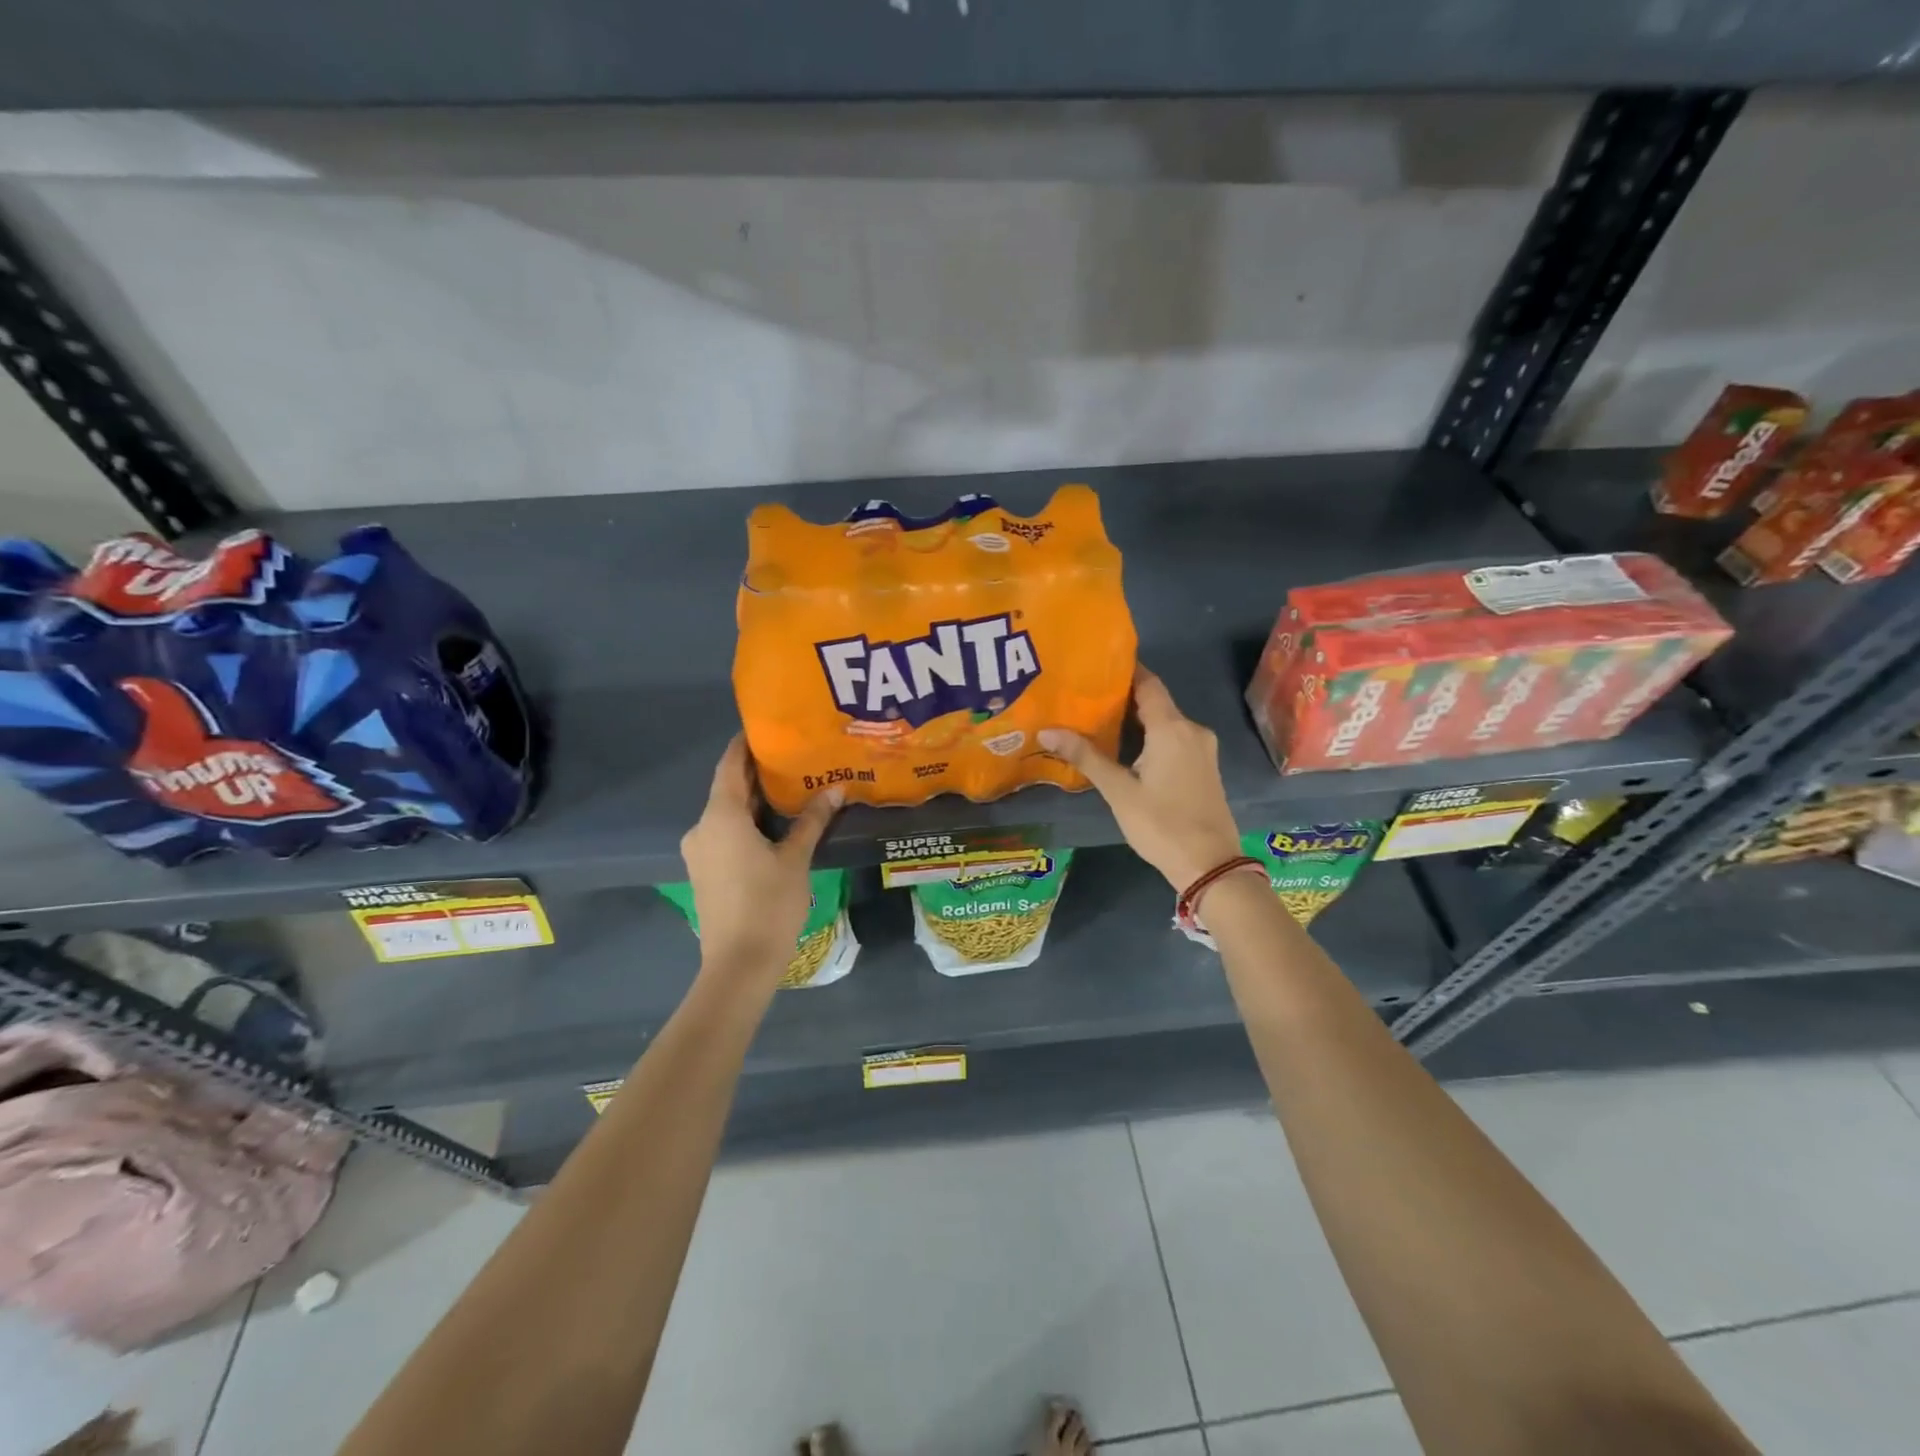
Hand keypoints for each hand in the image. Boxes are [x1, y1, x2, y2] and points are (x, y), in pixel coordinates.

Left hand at [679, 735, 840, 986]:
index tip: (769, 728)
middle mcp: (703, 827)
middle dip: (758, 773)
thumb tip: (835, 788)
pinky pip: (725, 834)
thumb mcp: (796, 858)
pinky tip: (776, 825)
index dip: (746, 744)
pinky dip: (748, 823)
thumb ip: (812, 820)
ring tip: (792, 788)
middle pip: (729, 788)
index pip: (730, 765)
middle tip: (794, 758)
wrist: (738, 965)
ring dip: (755, 801)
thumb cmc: (768, 905)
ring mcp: (700, 852)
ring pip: (728, 814)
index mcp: (721, 816)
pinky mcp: (705, 871)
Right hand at [1040, 667, 1242, 890]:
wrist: (1210, 866)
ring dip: (1136, 720)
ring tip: (1098, 721)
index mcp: (1172, 728)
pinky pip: (1174, 740)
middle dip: (1123, 698)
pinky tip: (1126, 748)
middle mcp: (1192, 730)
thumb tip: (1047, 730)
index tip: (1094, 666)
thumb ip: (1086, 757)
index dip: (1124, 671)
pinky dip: (1151, 737)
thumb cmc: (1162, 824)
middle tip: (1085, 696)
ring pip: (1165, 723)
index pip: (1148, 683)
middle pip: (1156, 702)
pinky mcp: (1204, 767)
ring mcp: (1202, 749)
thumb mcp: (1119, 791)